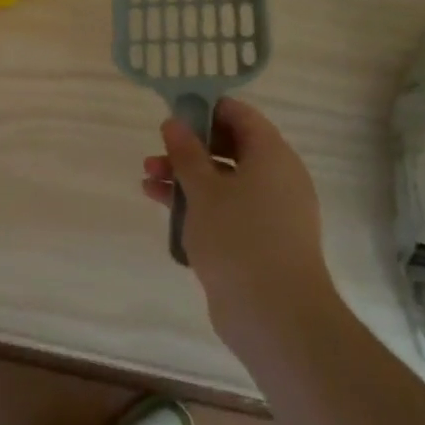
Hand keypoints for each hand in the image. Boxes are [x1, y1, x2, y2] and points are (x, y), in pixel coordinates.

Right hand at [141, 96, 331, 350]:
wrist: (275, 314)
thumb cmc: (238, 237)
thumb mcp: (204, 189)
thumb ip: (186, 152)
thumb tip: (174, 122)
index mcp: (272, 156)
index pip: (240, 116)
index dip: (206, 109)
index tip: (172, 114)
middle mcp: (277, 178)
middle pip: (230, 148)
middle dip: (189, 148)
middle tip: (156, 152)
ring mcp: (271, 212)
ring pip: (225, 181)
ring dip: (187, 178)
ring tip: (148, 181)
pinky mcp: (261, 241)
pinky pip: (227, 210)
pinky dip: (198, 205)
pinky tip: (164, 210)